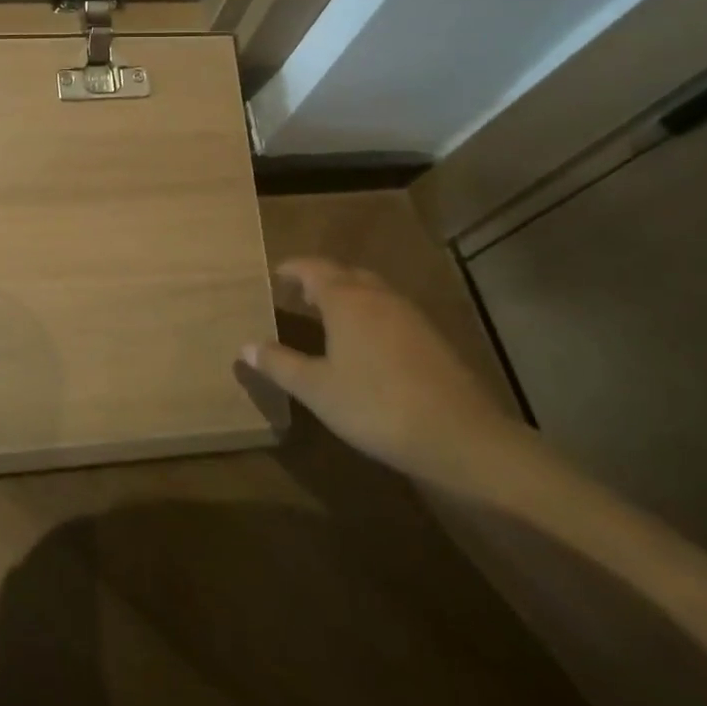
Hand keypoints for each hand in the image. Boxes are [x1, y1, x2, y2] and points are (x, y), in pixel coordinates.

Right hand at [242, 258, 531, 490]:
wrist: (460, 436)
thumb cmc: (375, 405)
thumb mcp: (317, 389)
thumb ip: (279, 364)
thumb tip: (245, 346)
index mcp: (345, 300)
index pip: (312, 269)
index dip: (292, 269)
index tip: (276, 274)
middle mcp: (377, 297)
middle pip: (345, 274)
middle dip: (321, 279)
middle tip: (300, 294)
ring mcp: (409, 316)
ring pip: (372, 291)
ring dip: (348, 295)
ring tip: (330, 315)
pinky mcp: (432, 339)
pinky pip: (391, 312)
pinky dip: (371, 315)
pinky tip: (368, 344)